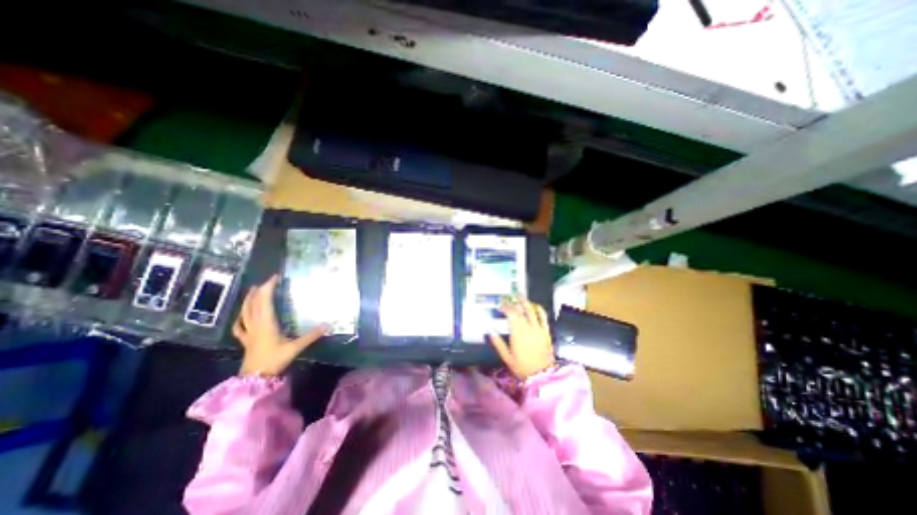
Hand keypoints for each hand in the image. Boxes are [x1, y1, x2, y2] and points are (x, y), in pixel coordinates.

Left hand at [233, 275, 328, 376]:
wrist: (255, 378)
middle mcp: (255, 324)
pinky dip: (240, 318)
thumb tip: (328, 325)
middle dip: (260, 290)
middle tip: (268, 281)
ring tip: (253, 291)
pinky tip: (242, 316)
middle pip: (254, 304)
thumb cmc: (275, 360)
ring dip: (249, 300)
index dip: (269, 287)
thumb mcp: (296, 347)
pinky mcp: (246, 340)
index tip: (275, 277)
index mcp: (266, 323)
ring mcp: (248, 332)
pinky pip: (240, 326)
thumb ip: (311, 335)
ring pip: (245, 312)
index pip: (265, 301)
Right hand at [487, 299, 558, 380]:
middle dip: (513, 302)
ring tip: (520, 295)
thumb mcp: (506, 357)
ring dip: (525, 301)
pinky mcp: (546, 332)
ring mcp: (539, 329)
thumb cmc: (522, 367)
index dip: (505, 307)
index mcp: (518, 333)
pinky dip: (539, 309)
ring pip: (532, 310)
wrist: (542, 375)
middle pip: (521, 310)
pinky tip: (534, 305)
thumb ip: (497, 342)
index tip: (499, 306)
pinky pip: (543, 317)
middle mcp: (529, 327)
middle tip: (508, 297)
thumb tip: (489, 330)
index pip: (511, 314)